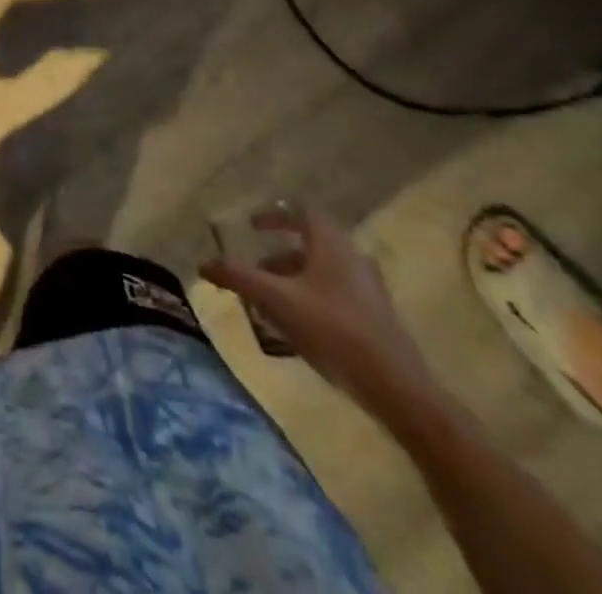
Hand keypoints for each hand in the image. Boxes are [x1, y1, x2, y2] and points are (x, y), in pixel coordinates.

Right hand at [200, 207, 444, 428]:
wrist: (398, 389)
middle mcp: (353, 258)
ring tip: (271, 303)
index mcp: (331, 244)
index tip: (252, 226)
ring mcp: (369, 290)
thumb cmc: (333, 330)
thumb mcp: (276, 300)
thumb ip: (238, 277)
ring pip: (323, 273)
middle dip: (279, 255)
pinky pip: (337, 295)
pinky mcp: (377, 319)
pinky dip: (312, 299)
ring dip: (294, 279)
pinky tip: (298, 328)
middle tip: (256, 268)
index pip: (303, 212)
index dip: (276, 215)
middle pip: (312, 244)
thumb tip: (204, 264)